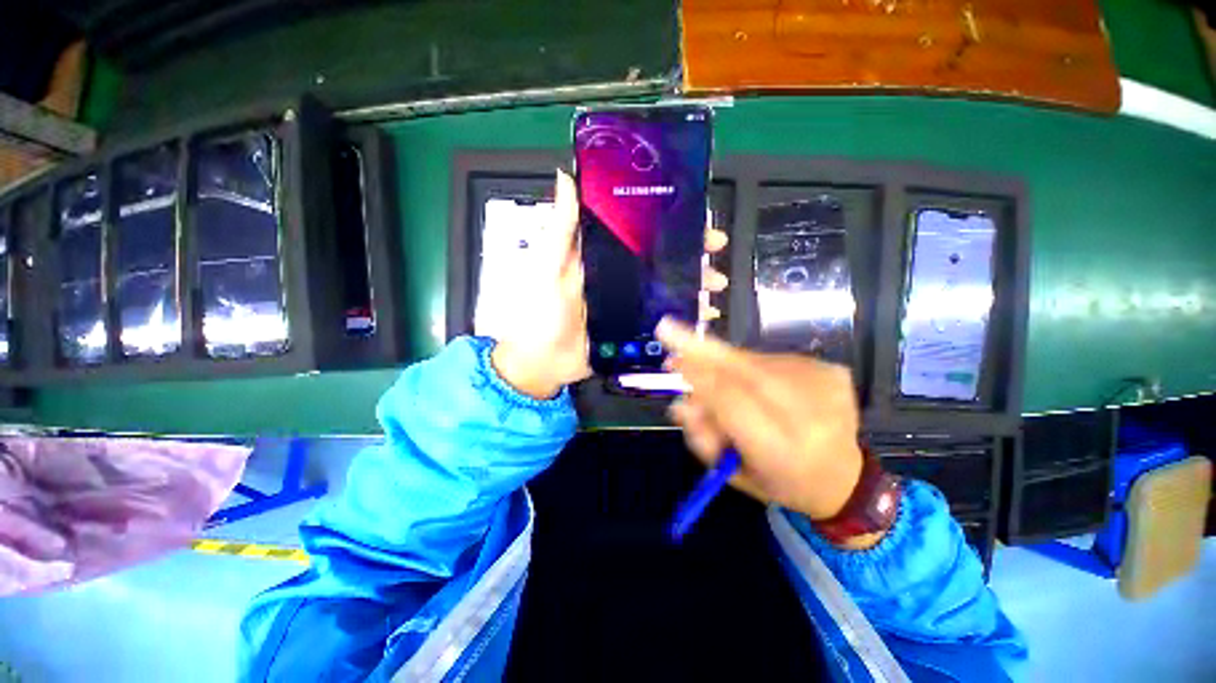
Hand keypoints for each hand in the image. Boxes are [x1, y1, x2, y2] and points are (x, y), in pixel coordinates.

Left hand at [490, 170, 728, 398]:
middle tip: (714, 249)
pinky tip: (703, 314)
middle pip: (659, 258)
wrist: (542, 362)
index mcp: (600, 256)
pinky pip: (664, 317)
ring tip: (714, 284)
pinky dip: (685, 315)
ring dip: (693, 282)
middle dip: (690, 252)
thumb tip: (565, 178)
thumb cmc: (540, 312)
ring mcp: (628, 302)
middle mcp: (618, 275)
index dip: (665, 223)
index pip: (639, 233)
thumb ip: (560, 230)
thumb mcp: (547, 267)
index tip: (692, 216)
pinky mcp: (633, 327)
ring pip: (667, 286)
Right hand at [657, 319, 863, 522]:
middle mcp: (810, 415)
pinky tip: (756, 383)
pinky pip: (773, 360)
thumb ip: (703, 438)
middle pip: (745, 369)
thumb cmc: (780, 481)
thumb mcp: (734, 472)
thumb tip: (679, 404)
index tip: (671, 359)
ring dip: (726, 362)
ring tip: (717, 374)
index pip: (732, 402)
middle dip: (703, 351)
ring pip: (755, 361)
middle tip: (668, 329)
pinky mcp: (831, 370)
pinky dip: (752, 366)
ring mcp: (825, 386)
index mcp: (783, 451)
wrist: (844, 478)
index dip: (699, 377)